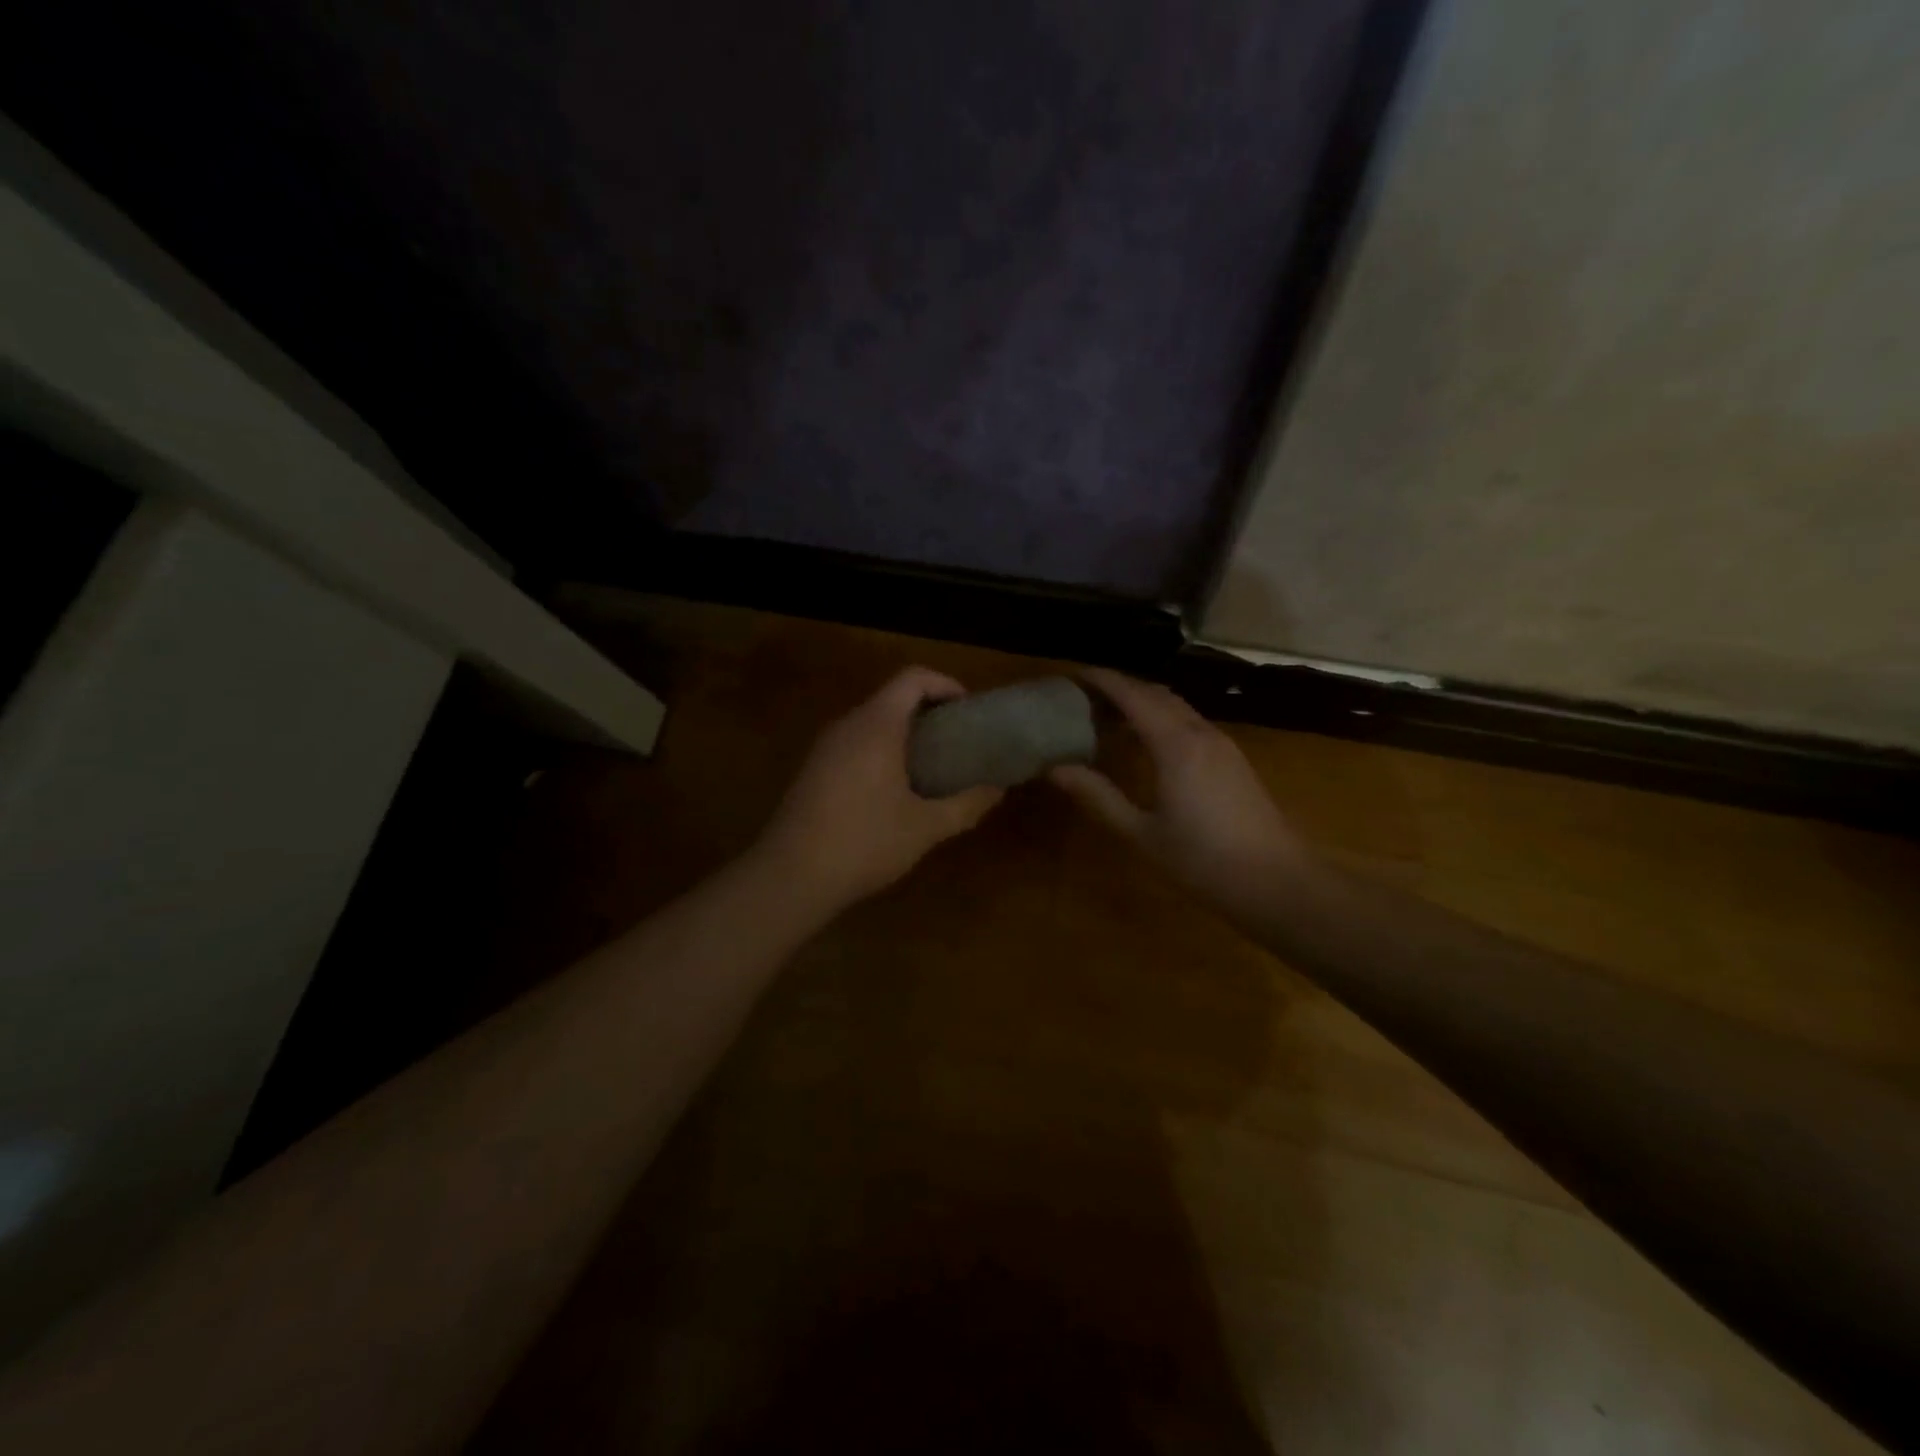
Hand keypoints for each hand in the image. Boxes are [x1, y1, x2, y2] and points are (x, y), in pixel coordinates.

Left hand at [754, 667, 1003, 911]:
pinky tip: (895, 792)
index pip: (913, 678)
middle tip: (958, 742)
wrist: (790, 876)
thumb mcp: (925, 827)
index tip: (969, 711)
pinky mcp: (813, 770)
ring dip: (905, 735)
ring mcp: (825, 747)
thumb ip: (966, 804)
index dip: (946, 685)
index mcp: (876, 725)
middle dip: (929, 713)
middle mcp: (848, 725)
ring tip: (934, 767)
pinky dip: (882, 752)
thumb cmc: (865, 843)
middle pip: (892, 698)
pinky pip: (855, 745)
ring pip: (872, 723)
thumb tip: (997, 789)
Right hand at [1049, 668, 1307, 908]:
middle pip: (1156, 693)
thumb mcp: (1141, 832)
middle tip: (1086, 695)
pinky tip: (1148, 741)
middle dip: (1121, 686)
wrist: (1276, 881)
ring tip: (1110, 714)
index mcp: (1175, 744)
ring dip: (1144, 700)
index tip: (1073, 676)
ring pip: (1177, 705)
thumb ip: (1098, 796)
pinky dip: (1162, 717)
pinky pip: (1190, 721)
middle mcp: (1200, 732)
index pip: (1133, 695)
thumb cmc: (1202, 859)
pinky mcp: (1233, 758)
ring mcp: (1222, 744)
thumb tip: (1056, 769)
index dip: (1103, 680)